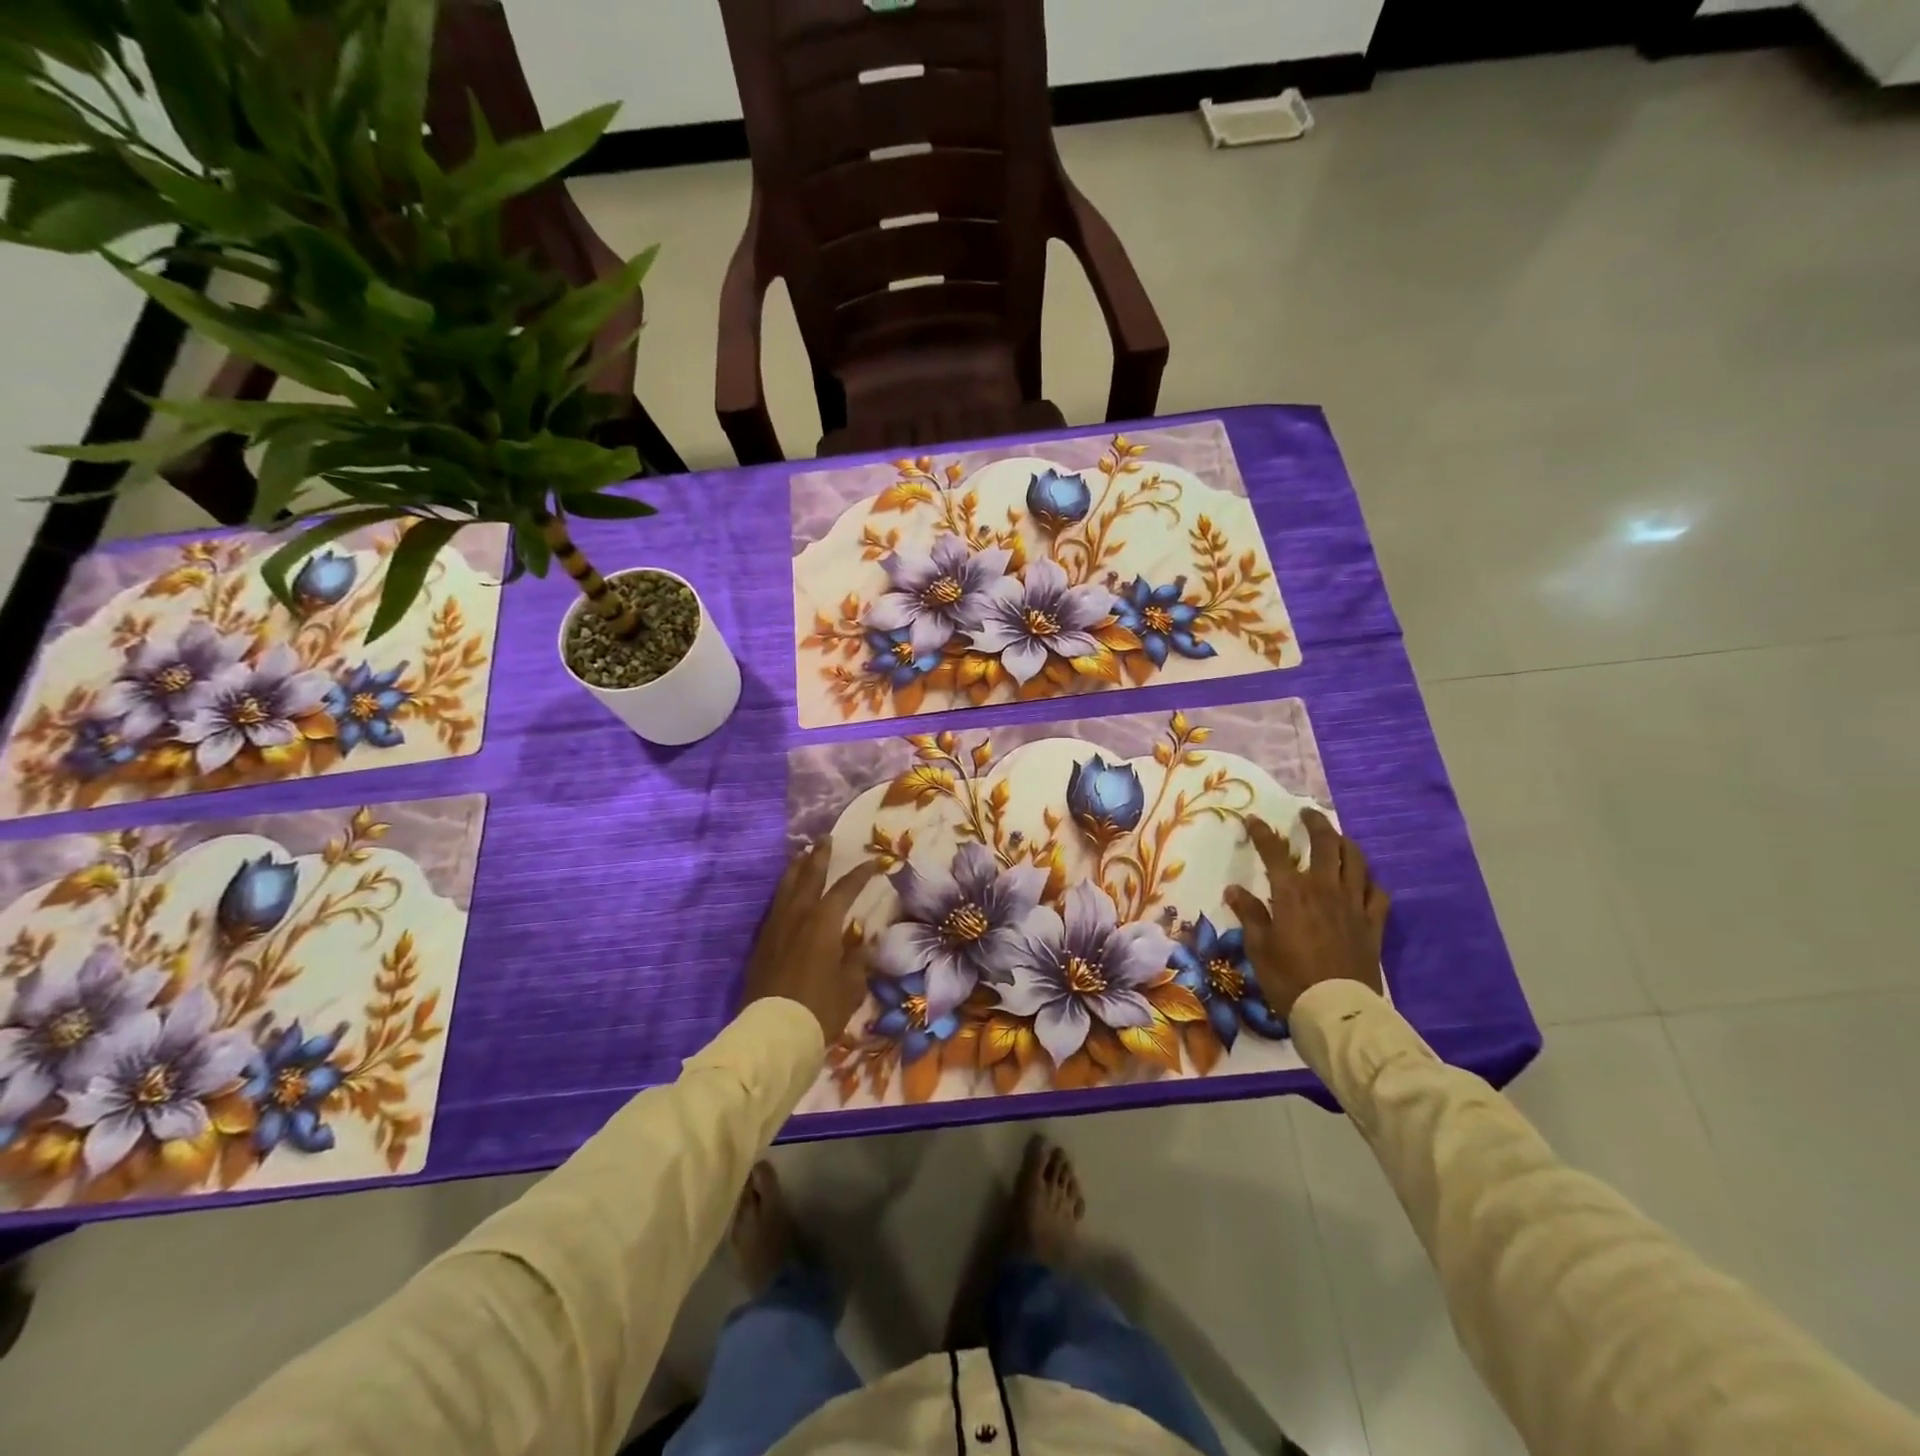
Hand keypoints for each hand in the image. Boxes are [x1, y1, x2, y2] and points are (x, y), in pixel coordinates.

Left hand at [742, 840, 880, 1043]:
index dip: (861, 874)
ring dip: (796, 869)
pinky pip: (775, 907)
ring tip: (802, 855)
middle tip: (824, 838)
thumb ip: (857, 960)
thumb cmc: (820, 1007)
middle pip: (809, 876)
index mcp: (823, 922)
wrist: (774, 1032)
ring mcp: (776, 928)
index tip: (875, 862)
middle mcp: (798, 916)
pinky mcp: (762, 943)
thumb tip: (860, 944)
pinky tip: (786, 894)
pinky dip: (784, 893)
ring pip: (786, 888)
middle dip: (819, 856)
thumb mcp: (851, 985)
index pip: (846, 889)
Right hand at [1223, 809, 1389, 1018]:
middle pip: (1325, 844)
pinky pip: (1378, 892)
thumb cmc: (1289, 978)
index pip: (1275, 852)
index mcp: (1292, 893)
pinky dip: (1370, 880)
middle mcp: (1324, 889)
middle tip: (1307, 814)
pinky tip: (1364, 881)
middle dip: (1315, 824)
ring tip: (1337, 838)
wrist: (1336, 1010)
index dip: (1262, 833)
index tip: (1253, 820)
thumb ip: (1250, 914)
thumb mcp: (1259, 947)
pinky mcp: (1373, 923)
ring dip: (1345, 844)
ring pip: (1355, 861)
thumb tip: (1234, 890)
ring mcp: (1353, 904)